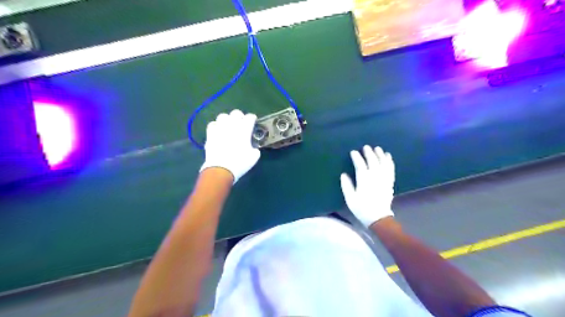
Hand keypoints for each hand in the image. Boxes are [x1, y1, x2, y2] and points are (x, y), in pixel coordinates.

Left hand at [200, 109, 261, 182]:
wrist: (221, 169)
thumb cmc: (240, 163)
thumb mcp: (254, 157)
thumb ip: (255, 148)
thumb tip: (252, 147)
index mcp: (244, 129)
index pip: (250, 117)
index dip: (252, 119)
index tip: (253, 123)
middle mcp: (232, 125)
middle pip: (236, 113)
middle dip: (240, 117)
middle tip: (241, 124)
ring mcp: (220, 128)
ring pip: (223, 116)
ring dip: (227, 120)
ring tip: (229, 126)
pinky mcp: (210, 133)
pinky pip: (213, 124)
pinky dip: (216, 126)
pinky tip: (219, 131)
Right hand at [340, 145, 396, 229]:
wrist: (378, 218)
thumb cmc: (362, 208)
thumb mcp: (350, 198)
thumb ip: (346, 185)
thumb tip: (344, 174)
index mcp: (364, 180)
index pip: (360, 165)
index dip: (356, 157)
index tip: (353, 152)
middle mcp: (375, 177)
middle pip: (373, 161)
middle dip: (369, 153)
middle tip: (366, 147)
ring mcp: (384, 179)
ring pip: (383, 163)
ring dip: (380, 155)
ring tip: (377, 148)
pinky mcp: (389, 182)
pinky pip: (390, 169)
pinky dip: (390, 161)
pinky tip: (388, 156)